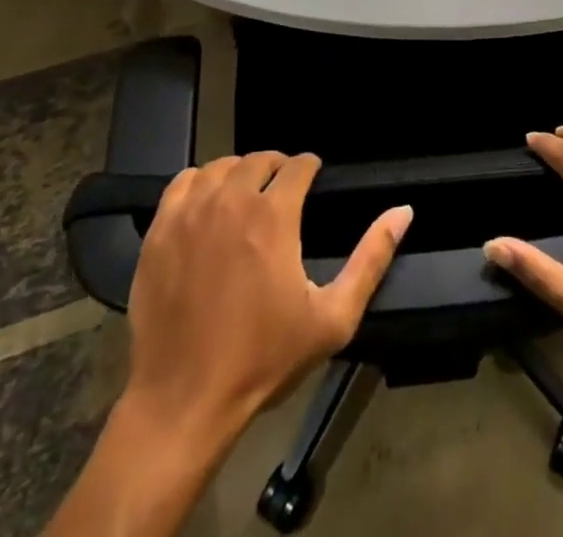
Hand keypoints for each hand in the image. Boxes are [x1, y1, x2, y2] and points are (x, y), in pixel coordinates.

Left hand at [125, 152, 411, 440]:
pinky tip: (207, 204)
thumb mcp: (332, 318)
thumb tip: (403, 211)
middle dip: (277, 167)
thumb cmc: (263, 360)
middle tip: (283, 190)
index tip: (314, 178)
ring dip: (239, 173)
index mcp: (273, 215)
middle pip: (258, 159)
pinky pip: (182, 183)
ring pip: (220, 166)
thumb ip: (371, 259)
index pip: (298, 165)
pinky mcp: (159, 230)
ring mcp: (190, 213)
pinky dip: (200, 183)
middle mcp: (231, 200)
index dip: (311, 167)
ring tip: (247, 195)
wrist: (184, 401)